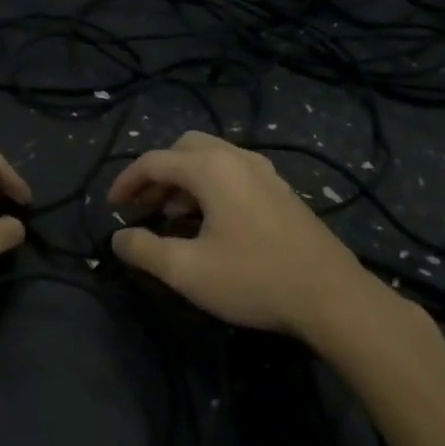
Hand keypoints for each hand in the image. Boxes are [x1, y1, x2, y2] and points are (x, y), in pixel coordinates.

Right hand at [107, 131, 373, 335]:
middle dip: (157, 174)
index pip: (154, 161)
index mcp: (211, 168)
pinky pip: (233, 172)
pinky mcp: (280, 190)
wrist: (332, 296)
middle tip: (143, 206)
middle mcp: (237, 158)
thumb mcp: (187, 270)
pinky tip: (210, 223)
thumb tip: (119, 238)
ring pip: (211, 159)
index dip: (126, 181)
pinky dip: (209, 186)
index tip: (112, 207)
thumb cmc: (254, 278)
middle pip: (184, 148)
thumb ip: (145, 250)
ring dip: (184, 180)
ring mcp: (264, 172)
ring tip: (171, 217)